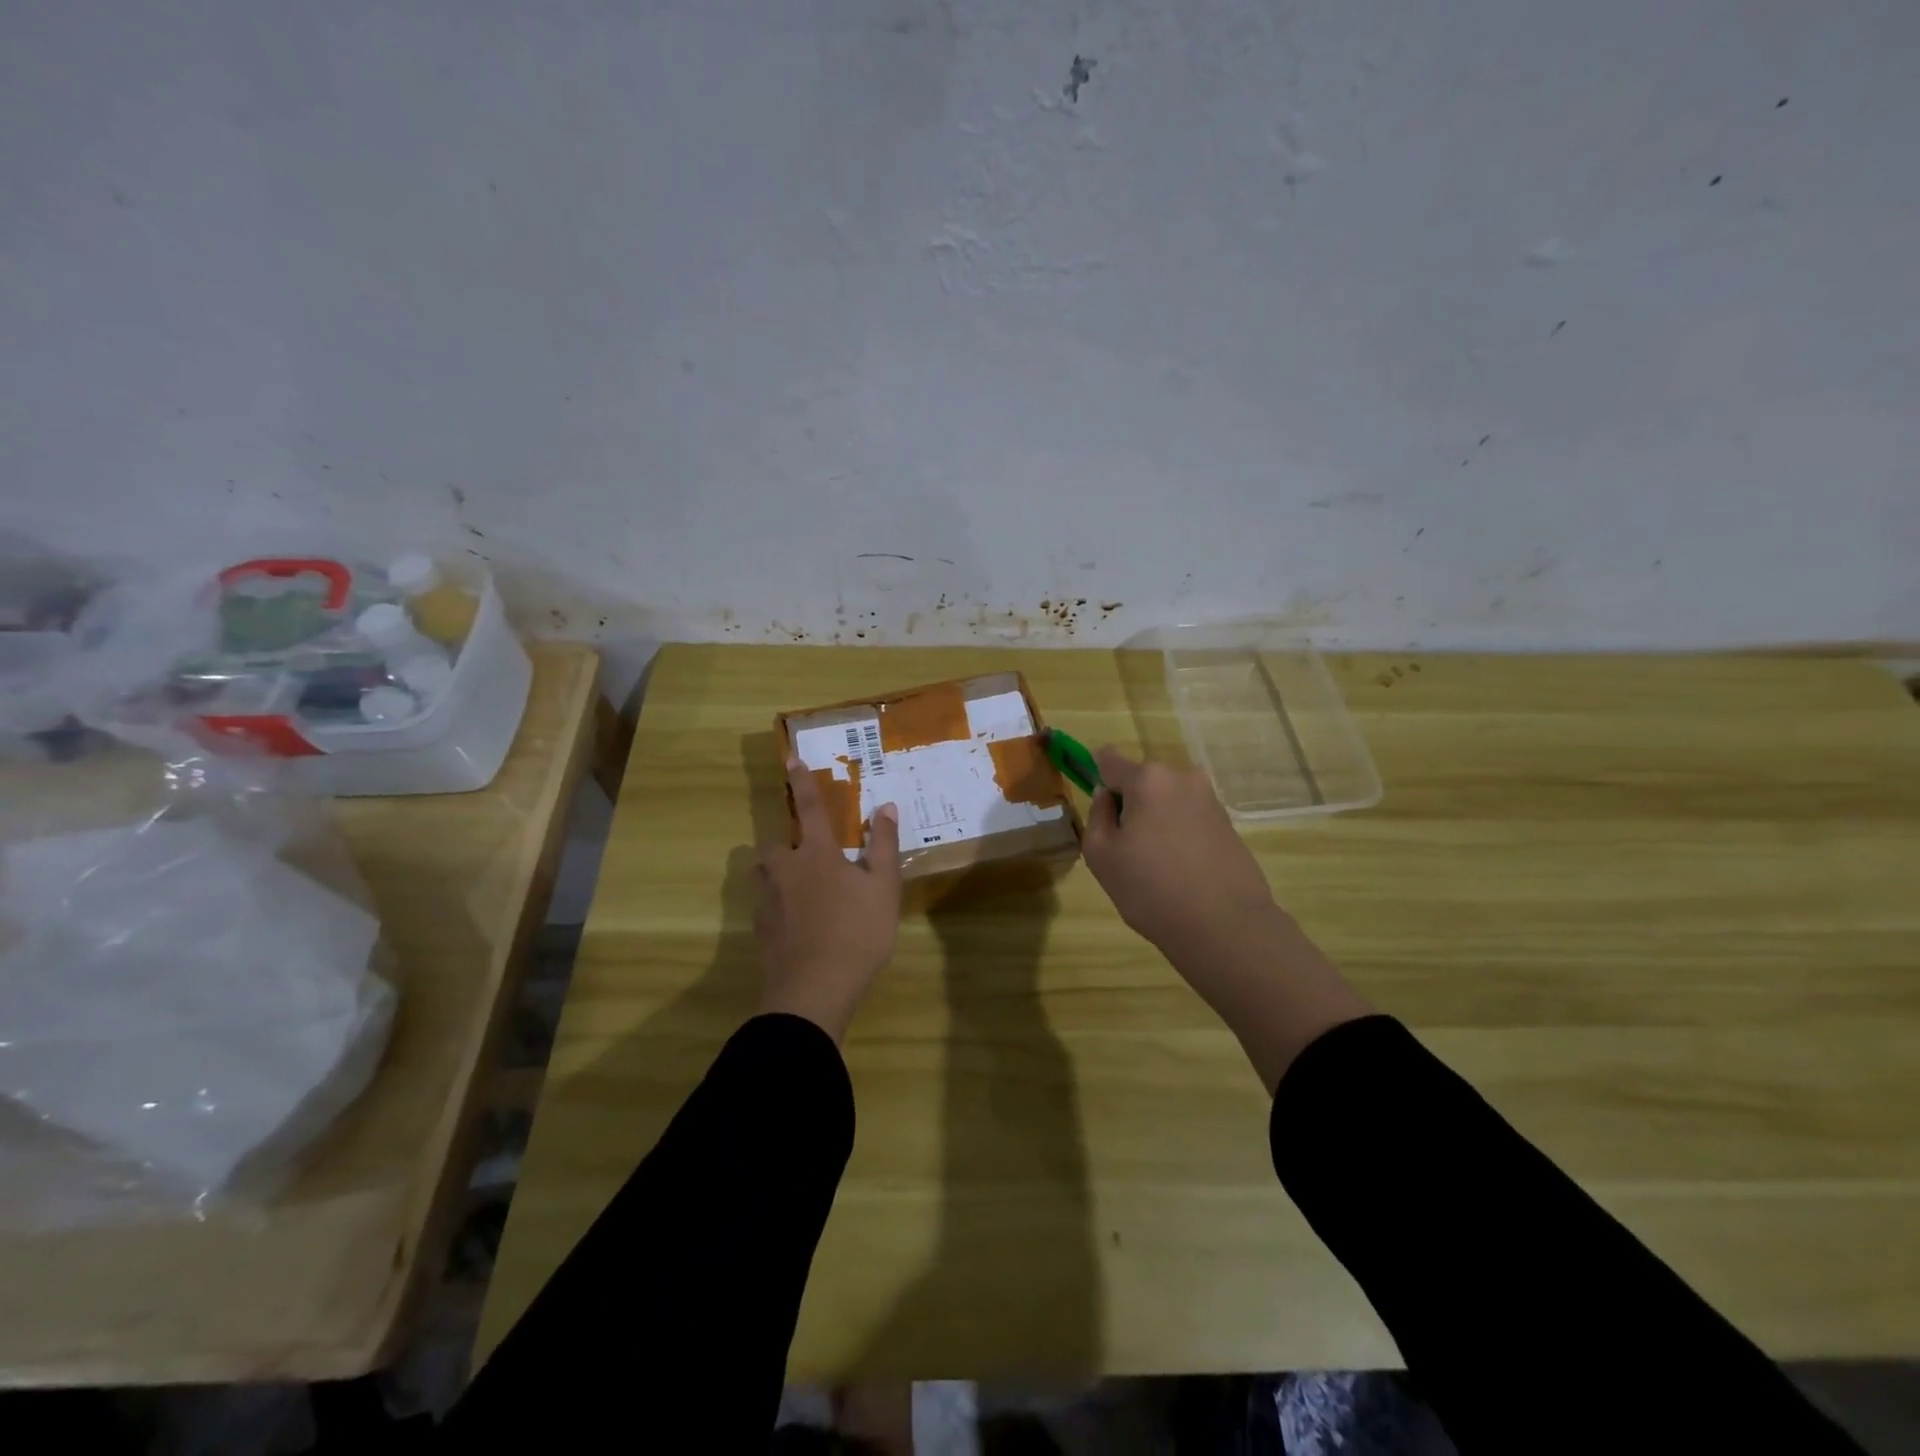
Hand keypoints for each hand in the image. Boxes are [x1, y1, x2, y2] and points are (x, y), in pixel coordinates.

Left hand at [753, 759, 902, 1041]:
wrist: (814, 989)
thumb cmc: (857, 933)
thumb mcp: (883, 888)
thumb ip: (882, 846)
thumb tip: (885, 807)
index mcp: (816, 854)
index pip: (811, 808)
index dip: (803, 782)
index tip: (791, 759)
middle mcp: (786, 869)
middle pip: (776, 844)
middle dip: (788, 843)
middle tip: (809, 856)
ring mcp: (768, 900)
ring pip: (764, 874)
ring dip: (777, 872)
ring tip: (799, 886)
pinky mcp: (760, 929)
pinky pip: (765, 904)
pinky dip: (777, 904)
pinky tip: (795, 921)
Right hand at [1082, 745, 1371, 1091]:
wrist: (1226, 927)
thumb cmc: (1151, 889)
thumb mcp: (1101, 855)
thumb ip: (1097, 816)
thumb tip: (1108, 797)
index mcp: (1148, 779)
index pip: (1109, 759)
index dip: (1096, 776)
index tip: (1096, 806)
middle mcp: (1183, 777)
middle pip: (1142, 781)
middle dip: (1131, 805)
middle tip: (1126, 848)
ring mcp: (1211, 800)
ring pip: (1167, 801)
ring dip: (1156, 821)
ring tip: (1155, 866)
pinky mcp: (1229, 824)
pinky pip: (1189, 819)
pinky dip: (1179, 835)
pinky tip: (1180, 872)